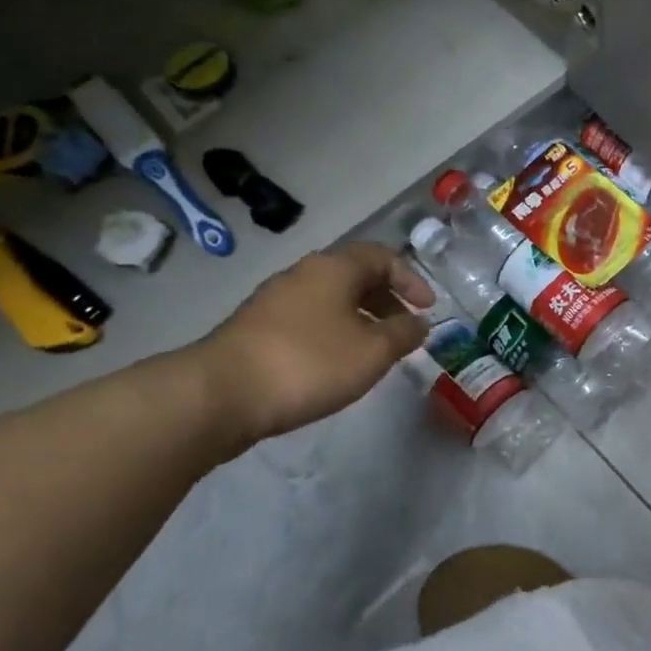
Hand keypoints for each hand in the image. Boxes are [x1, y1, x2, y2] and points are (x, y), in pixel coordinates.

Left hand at [196, 242, 433, 442]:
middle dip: (386, 301)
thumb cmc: (309, 363)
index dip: (411, 279)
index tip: (428, 308)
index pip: (382, 257)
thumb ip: (404, 334)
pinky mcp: (255, 329)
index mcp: (333, 268)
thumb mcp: (372, 351)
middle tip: (404, 330)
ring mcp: (274, 301)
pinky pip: (308, 320)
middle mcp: (303, 274)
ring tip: (373, 352)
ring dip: (359, 319)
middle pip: (354, 276)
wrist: (221, 393)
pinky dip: (333, 333)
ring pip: (330, 300)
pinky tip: (335, 365)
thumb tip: (419, 323)